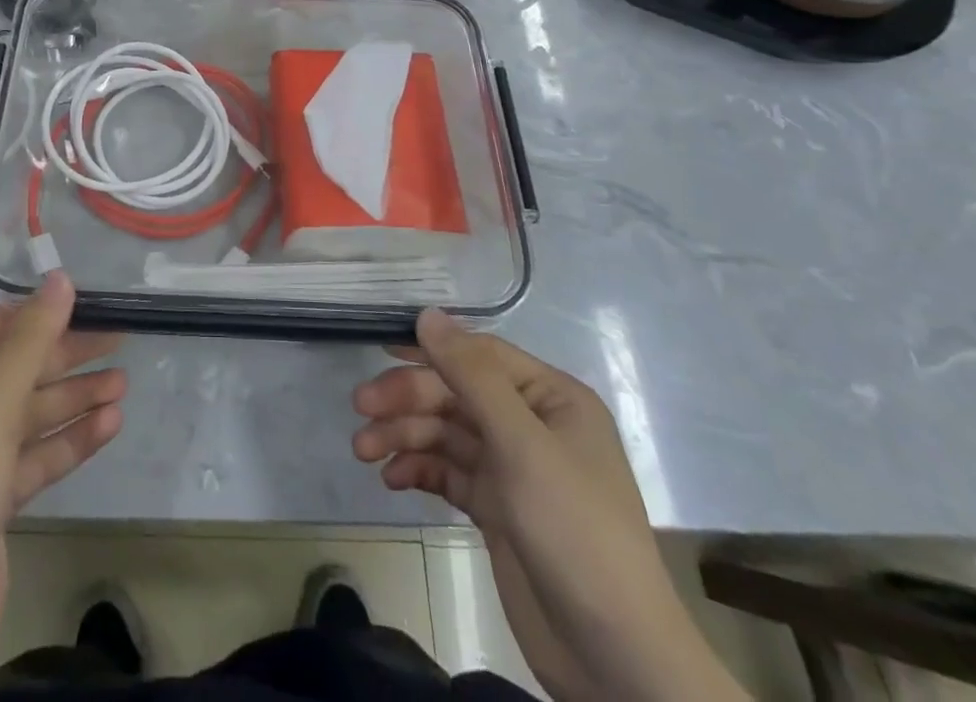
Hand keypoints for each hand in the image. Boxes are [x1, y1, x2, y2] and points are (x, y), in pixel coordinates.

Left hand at [0, 274, 124, 701]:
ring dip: (71, 400)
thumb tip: (60, 279)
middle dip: (60, 360)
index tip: (73, 310)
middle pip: (6, 372)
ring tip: (122, 385)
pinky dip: (66, 441)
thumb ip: (28, 345)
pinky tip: (108, 425)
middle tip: (115, 341)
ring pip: (24, 415)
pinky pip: (30, 456)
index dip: (22, 318)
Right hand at [352, 311, 745, 701]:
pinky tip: (392, 479)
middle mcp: (532, 425)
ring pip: (447, 433)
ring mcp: (514, 469)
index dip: (431, 350)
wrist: (613, 660)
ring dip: (405, 436)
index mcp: (552, 399)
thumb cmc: (574, 530)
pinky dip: (419, 470)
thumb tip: (427, 314)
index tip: (381, 352)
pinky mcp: (497, 509)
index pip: (481, 356)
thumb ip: (471, 376)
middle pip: (457, 394)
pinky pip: (449, 473)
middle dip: (409, 400)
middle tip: (362, 409)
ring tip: (364, 451)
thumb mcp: (521, 445)